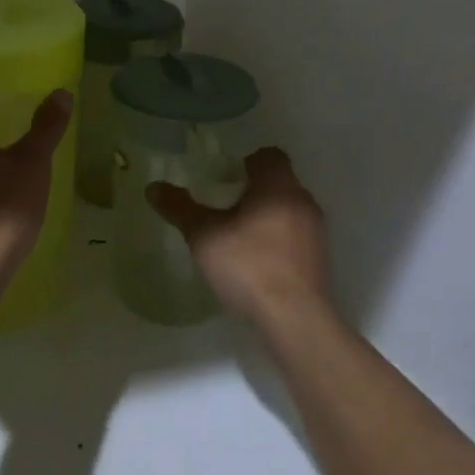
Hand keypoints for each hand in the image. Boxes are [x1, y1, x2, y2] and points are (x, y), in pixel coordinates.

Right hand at [146, 146, 332, 331]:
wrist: (295, 319)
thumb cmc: (249, 265)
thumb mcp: (204, 236)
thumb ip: (180, 208)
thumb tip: (153, 187)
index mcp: (277, 185)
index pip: (270, 155)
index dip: (248, 161)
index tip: (227, 176)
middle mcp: (302, 200)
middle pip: (280, 181)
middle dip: (255, 189)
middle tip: (226, 204)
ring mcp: (316, 231)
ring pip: (290, 209)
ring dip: (268, 215)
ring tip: (240, 235)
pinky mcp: (321, 259)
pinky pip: (297, 235)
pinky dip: (279, 239)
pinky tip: (259, 261)